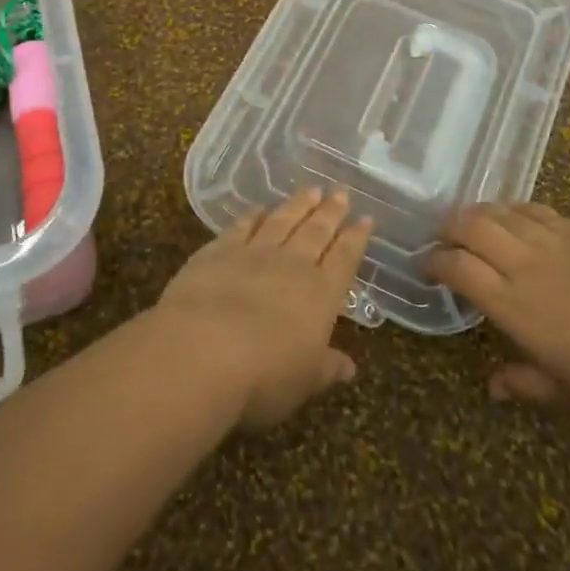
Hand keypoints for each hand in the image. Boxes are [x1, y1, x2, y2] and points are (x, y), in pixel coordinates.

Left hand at [157, 187, 372, 430]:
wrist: (202, 352)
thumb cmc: (264, 376)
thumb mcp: (304, 381)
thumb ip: (327, 368)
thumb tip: (350, 368)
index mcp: (321, 293)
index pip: (345, 258)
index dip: (356, 238)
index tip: (366, 218)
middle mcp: (292, 265)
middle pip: (316, 231)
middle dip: (331, 212)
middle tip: (341, 192)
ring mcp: (253, 253)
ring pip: (282, 221)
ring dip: (298, 205)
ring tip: (311, 189)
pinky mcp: (217, 252)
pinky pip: (241, 228)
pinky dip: (252, 216)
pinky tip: (259, 208)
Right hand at [424, 204, 569, 422]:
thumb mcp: (567, 395)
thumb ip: (524, 385)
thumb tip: (492, 387)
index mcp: (513, 305)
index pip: (458, 268)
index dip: (435, 262)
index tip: (426, 267)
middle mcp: (525, 264)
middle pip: (472, 226)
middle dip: (449, 227)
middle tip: (443, 238)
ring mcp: (555, 241)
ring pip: (502, 211)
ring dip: (479, 212)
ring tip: (473, 222)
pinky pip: (537, 210)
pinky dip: (515, 210)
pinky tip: (516, 217)